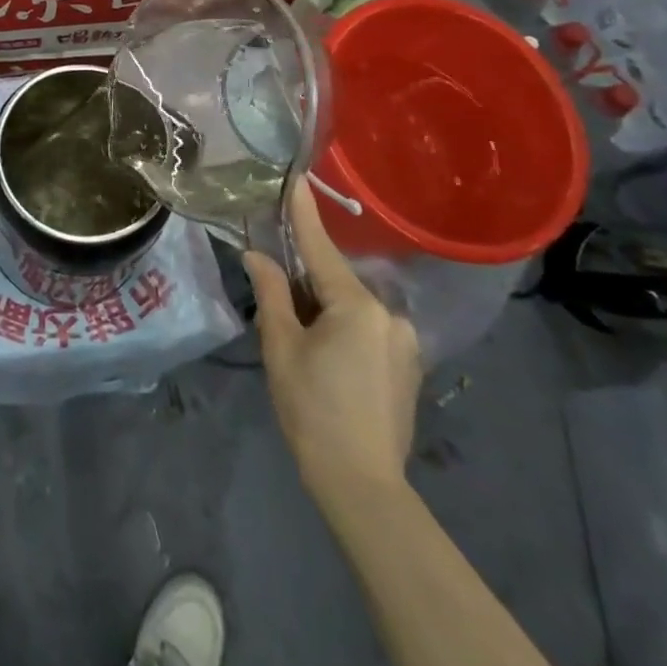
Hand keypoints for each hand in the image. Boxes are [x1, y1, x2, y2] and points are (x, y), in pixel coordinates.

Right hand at [245, 180, 421, 490]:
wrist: (363, 487)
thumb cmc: (312, 410)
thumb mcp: (281, 348)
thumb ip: (272, 293)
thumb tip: (257, 255)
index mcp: (357, 305)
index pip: (320, 248)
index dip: (303, 213)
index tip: (296, 178)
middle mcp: (389, 314)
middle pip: (336, 282)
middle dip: (306, 283)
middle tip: (278, 305)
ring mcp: (404, 340)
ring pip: (352, 308)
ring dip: (325, 311)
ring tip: (301, 342)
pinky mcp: (409, 365)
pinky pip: (368, 330)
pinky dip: (344, 331)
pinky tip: (329, 362)